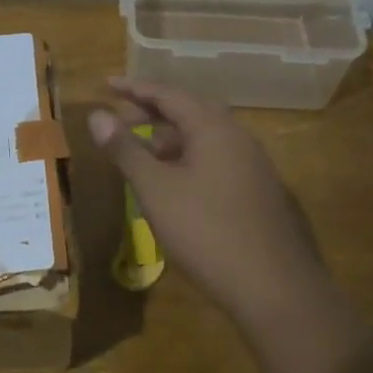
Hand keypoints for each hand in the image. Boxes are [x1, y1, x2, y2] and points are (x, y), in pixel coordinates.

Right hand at [89, 78, 345, 350]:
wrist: (275, 288)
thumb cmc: (206, 231)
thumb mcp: (155, 189)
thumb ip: (125, 149)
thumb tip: (97, 115)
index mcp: (213, 127)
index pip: (168, 94)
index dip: (134, 88)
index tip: (106, 85)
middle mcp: (237, 137)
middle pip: (189, 111)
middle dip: (152, 112)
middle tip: (119, 118)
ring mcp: (253, 165)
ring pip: (204, 138)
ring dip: (169, 138)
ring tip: (140, 152)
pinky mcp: (258, 192)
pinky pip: (216, 160)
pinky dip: (188, 159)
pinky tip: (173, 185)